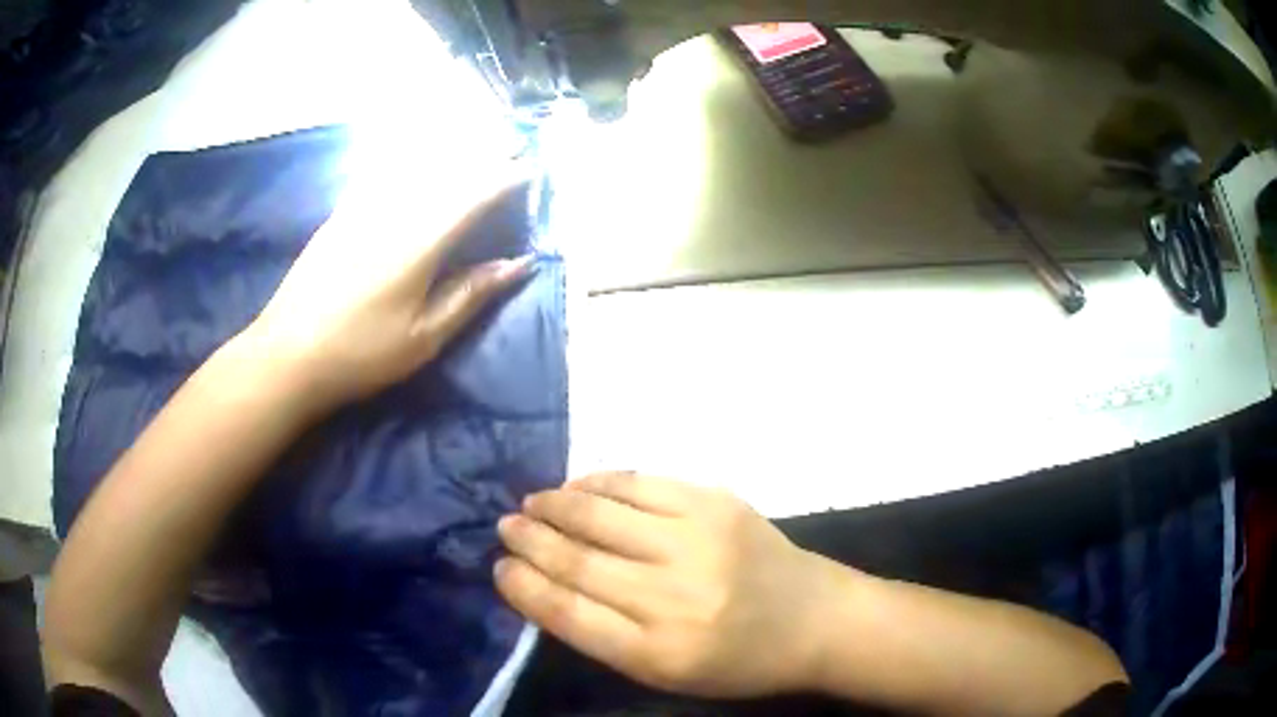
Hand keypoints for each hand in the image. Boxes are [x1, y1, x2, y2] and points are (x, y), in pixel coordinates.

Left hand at [241, 169, 533, 410]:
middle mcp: (393, 211)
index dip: (506, 178)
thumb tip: (518, 264)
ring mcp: (362, 207)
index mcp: (420, 242)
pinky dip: (406, 157)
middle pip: (446, 169)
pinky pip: (381, 170)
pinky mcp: (340, 213)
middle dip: (483, 154)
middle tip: (510, 144)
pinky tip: (411, 153)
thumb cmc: (360, 354)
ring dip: (448, 149)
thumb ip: (470, 295)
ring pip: (413, 163)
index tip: (531, 167)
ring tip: (472, 140)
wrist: (287, 355)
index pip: (474, 195)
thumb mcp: (423, 338)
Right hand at [495, 473, 844, 697]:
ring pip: (602, 515)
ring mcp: (697, 541)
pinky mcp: (717, 503)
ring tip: (531, 504)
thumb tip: (544, 586)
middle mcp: (673, 596)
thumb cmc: (737, 660)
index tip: (499, 568)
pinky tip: (578, 485)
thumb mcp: (667, 672)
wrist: (813, 618)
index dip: (524, 587)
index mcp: (658, 653)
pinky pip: (641, 483)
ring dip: (555, 506)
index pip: (567, 614)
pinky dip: (600, 482)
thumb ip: (606, 635)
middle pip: (578, 561)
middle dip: (530, 541)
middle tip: (505, 527)